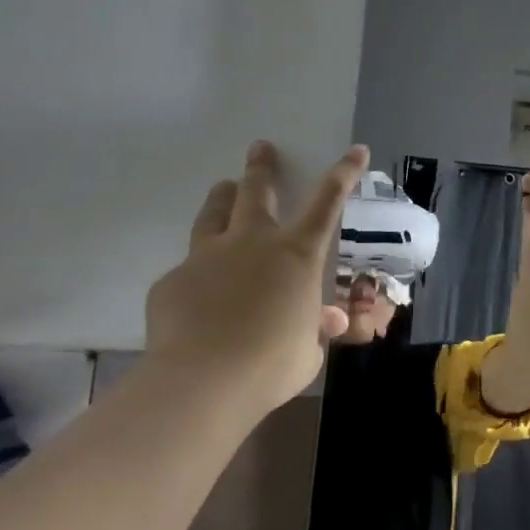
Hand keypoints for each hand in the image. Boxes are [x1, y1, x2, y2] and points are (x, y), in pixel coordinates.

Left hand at [145, 141, 369, 399]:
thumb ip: (316, 328)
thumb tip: (327, 320)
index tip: (356, 151)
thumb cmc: (271, 365)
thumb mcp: (308, 351)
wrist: (202, 382)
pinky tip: (198, 295)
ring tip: (223, 188)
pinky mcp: (173, 280)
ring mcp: (207, 257)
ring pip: (214, 214)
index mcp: (297, 256)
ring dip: (222, 197)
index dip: (344, 174)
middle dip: (261, 167)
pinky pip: (189, 269)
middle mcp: (252, 243)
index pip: (327, 204)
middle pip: (256, 191)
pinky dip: (199, 273)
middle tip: (260, 148)